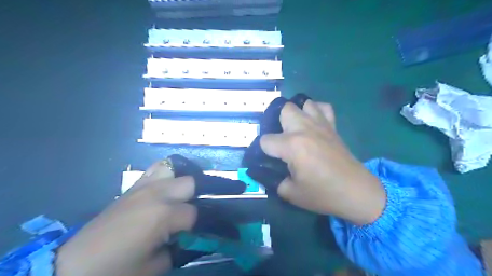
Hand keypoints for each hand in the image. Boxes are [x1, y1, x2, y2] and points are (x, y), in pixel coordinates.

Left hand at [56, 160, 196, 275]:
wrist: (77, 264)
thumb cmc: (119, 268)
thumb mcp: (156, 266)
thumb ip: (180, 248)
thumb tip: (190, 236)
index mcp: (164, 214)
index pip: (194, 212)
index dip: (193, 225)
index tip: (187, 234)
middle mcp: (158, 193)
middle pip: (190, 183)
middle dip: (193, 198)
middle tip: (185, 214)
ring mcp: (145, 187)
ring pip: (174, 170)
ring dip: (179, 184)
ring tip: (176, 198)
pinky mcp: (134, 187)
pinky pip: (155, 170)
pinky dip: (164, 176)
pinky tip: (162, 189)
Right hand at [259, 100, 385, 224]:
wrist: (356, 192)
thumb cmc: (323, 194)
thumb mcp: (290, 193)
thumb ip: (273, 180)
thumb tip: (266, 172)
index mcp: (292, 145)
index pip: (265, 140)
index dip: (263, 150)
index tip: (269, 159)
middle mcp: (304, 129)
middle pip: (283, 110)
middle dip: (277, 124)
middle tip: (281, 141)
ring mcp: (320, 124)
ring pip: (303, 104)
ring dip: (296, 114)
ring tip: (296, 129)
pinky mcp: (332, 126)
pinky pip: (323, 107)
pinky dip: (316, 111)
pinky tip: (313, 123)